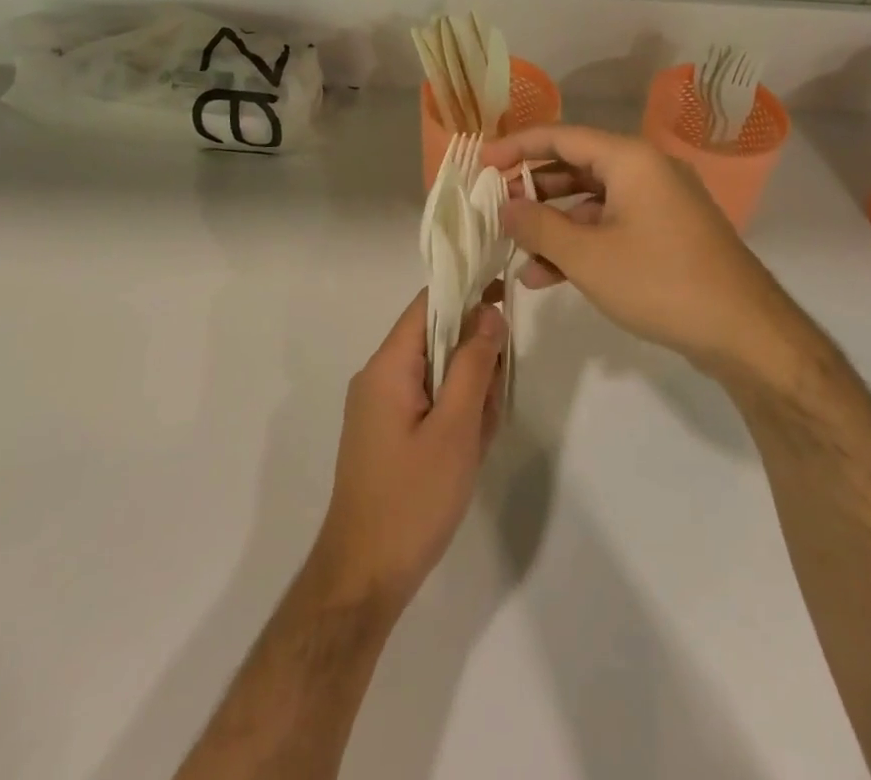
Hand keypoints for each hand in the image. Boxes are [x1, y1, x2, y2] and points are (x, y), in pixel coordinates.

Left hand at [309, 288, 506, 615]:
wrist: (364, 577)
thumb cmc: (412, 498)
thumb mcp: (455, 428)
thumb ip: (474, 365)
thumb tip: (489, 312)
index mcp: (388, 365)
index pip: (428, 304)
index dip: (467, 293)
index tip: (506, 296)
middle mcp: (379, 376)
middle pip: (436, 339)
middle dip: (473, 360)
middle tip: (493, 401)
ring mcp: (380, 406)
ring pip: (437, 373)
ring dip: (467, 393)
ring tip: (480, 437)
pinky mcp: (386, 432)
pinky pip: (428, 402)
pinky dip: (453, 415)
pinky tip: (467, 449)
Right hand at [482, 124, 784, 373]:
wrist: (746, 333)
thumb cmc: (661, 282)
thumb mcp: (588, 256)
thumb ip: (538, 226)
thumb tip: (504, 207)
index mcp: (630, 159)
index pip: (561, 136)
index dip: (516, 146)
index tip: (481, 163)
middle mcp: (646, 170)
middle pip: (575, 165)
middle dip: (532, 188)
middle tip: (494, 207)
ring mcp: (659, 202)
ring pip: (591, 201)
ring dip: (552, 224)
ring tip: (514, 251)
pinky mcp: (666, 233)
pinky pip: (611, 225)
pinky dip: (580, 243)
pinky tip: (547, 276)